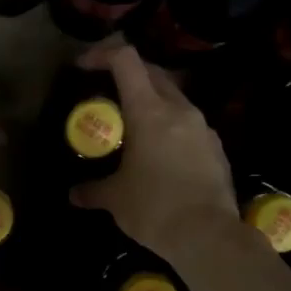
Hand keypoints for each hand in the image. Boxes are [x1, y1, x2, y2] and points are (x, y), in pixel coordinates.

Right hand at [69, 42, 239, 263]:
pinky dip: (169, 128)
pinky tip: (159, 154)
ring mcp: (203, 128)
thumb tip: (74, 194)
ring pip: (174, 98)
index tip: (83, 66)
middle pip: (153, 73)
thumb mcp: (115, 200)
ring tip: (133, 125)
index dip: (102, 55)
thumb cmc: (154, 209)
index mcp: (150, 112)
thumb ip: (93, 190)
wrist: (208, 236)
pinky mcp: (216, 148)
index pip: (126, 60)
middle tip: (107, 92)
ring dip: (151, 101)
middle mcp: (180, 110)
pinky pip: (188, 125)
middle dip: (128, 74)